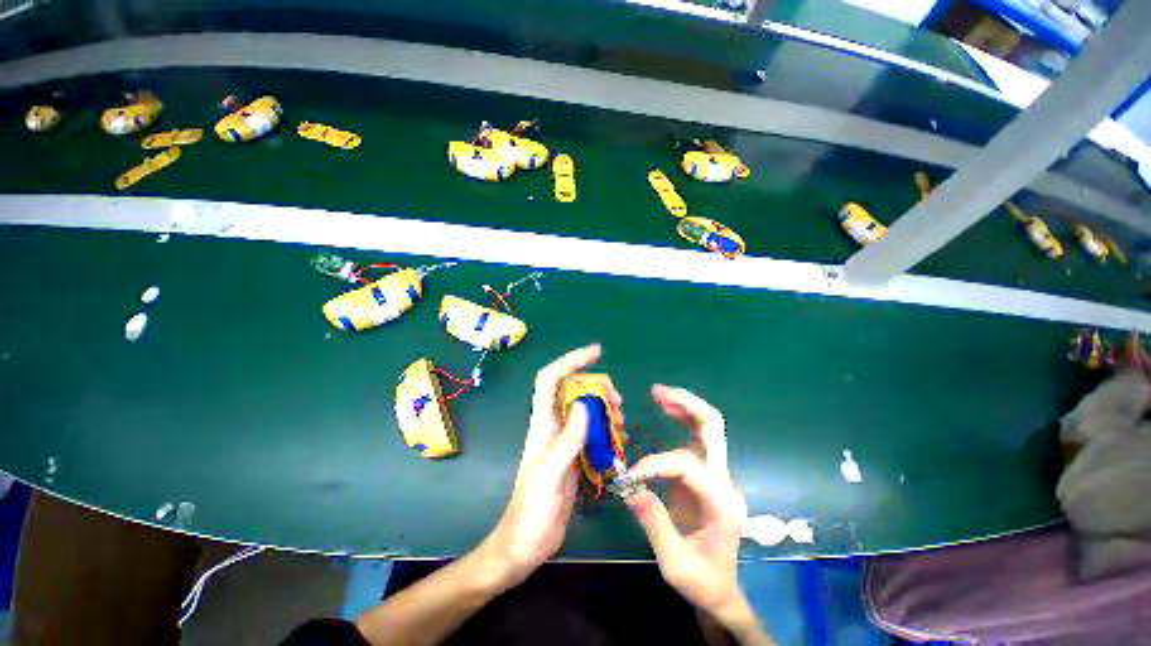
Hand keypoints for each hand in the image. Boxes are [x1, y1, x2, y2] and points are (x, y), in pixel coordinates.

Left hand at [482, 344, 623, 587]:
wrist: (525, 544)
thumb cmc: (532, 510)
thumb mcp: (550, 473)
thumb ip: (567, 438)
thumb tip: (583, 403)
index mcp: (543, 424)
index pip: (551, 379)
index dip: (570, 360)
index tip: (596, 352)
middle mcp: (553, 426)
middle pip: (573, 391)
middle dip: (597, 387)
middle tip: (618, 401)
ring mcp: (564, 441)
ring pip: (586, 410)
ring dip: (605, 409)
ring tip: (622, 424)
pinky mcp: (574, 456)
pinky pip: (592, 432)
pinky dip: (607, 431)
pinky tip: (619, 442)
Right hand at [626, 385, 752, 628]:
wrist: (722, 590)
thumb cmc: (702, 581)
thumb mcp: (675, 564)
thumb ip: (655, 524)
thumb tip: (630, 488)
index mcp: (722, 503)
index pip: (688, 465)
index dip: (656, 463)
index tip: (631, 477)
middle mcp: (725, 481)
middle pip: (713, 429)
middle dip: (686, 405)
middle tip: (657, 392)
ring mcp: (718, 475)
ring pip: (707, 427)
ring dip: (684, 406)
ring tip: (658, 394)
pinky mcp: (706, 474)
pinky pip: (695, 438)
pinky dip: (682, 418)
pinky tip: (666, 410)